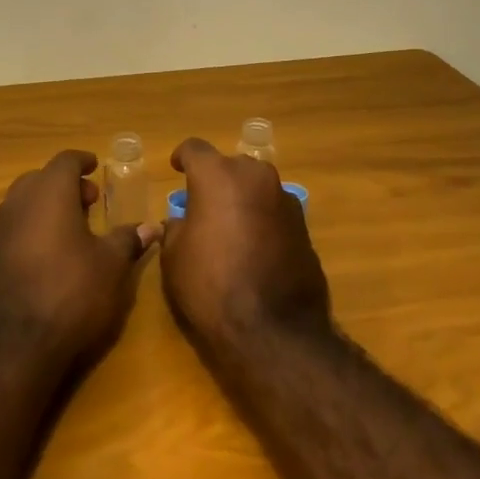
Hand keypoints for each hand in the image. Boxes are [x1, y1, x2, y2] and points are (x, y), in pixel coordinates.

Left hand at [0, 150, 156, 368]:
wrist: (19, 342)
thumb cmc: (73, 290)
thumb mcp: (111, 264)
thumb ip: (128, 239)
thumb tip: (151, 226)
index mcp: (50, 191)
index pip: (66, 161)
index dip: (83, 161)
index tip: (97, 166)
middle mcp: (21, 201)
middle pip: (43, 177)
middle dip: (67, 183)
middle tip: (91, 200)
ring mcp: (2, 227)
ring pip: (27, 199)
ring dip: (50, 202)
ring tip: (76, 224)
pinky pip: (18, 222)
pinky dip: (36, 222)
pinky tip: (56, 248)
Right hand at [161, 138, 331, 354]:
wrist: (274, 330)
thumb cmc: (210, 286)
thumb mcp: (174, 257)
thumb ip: (177, 228)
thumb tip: (184, 222)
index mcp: (218, 175)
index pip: (195, 148)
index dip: (182, 157)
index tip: (177, 169)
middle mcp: (255, 177)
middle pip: (231, 166)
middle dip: (217, 179)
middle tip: (204, 205)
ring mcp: (285, 200)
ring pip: (257, 187)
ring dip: (243, 199)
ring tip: (231, 228)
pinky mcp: (305, 227)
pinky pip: (275, 212)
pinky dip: (263, 221)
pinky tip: (255, 249)